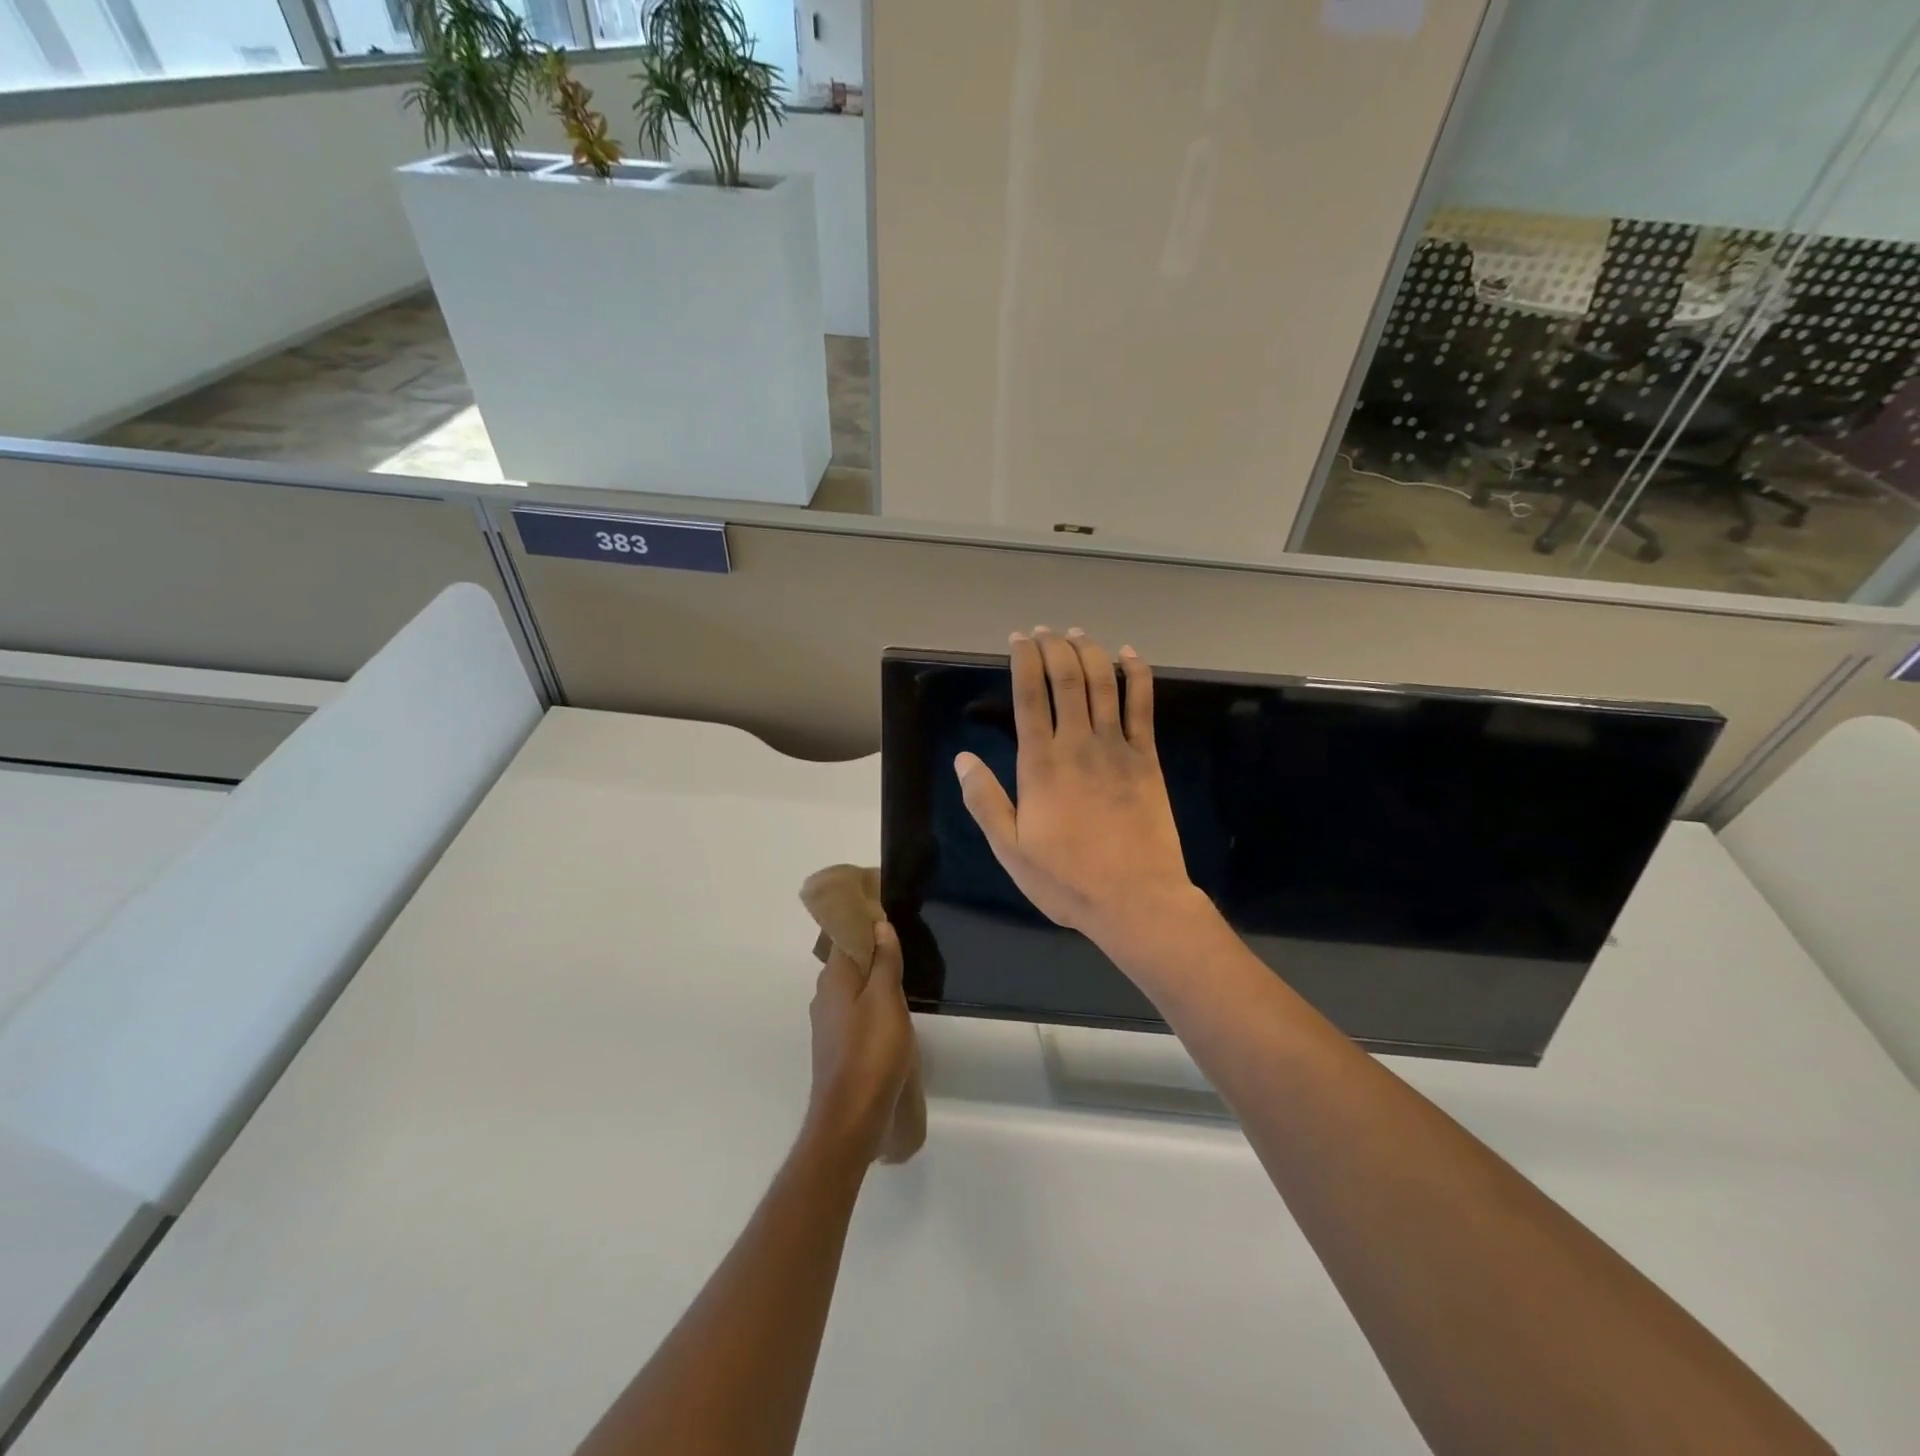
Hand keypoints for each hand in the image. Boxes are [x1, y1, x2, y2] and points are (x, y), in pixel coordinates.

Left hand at [803, 922, 914, 1165]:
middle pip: (848, 960)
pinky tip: (891, 1010)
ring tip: (903, 972)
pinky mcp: (837, 1044)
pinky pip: (854, 1008)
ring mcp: (828, 1022)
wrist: (851, 1118)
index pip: (844, 934)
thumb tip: (879, 924)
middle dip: (871, 948)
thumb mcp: (887, 999)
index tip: (887, 910)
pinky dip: (871, 1000)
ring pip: (852, 986)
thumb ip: (885, 961)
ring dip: (873, 976)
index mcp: (834, 977)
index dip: (864, 920)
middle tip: (903, 941)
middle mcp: (824, 995)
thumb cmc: (871, 1052)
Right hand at [955, 627, 1199, 950]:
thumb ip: (985, 801)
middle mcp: (1077, 744)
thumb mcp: (1011, 849)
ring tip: (1078, 634)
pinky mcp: (1146, 758)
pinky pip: (1142, 706)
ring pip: (1103, 684)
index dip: (1024, 661)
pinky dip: (1137, 675)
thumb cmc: (1066, 879)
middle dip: (1054, 647)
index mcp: (1040, 764)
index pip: (1029, 696)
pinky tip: (1130, 656)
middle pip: (1066, 679)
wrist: (1135, 899)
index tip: (1018, 640)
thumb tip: (963, 759)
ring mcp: (1116, 748)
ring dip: (1090, 652)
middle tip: (1045, 631)